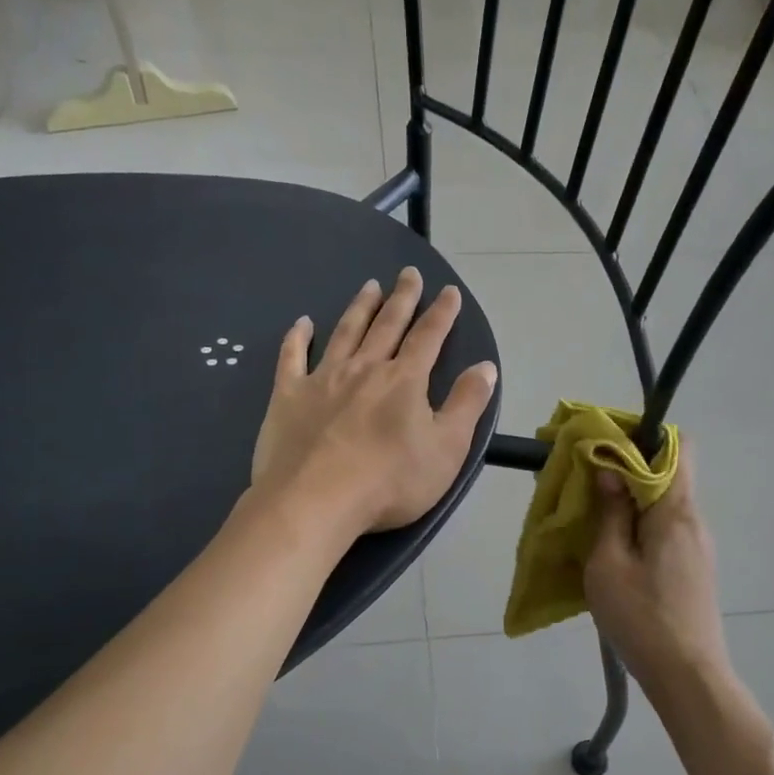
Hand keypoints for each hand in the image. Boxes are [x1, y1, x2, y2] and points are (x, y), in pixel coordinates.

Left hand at [251, 267, 498, 536]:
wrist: (315, 500)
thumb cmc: (390, 481)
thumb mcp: (446, 449)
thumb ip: (467, 405)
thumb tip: (486, 367)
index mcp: (404, 381)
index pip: (428, 338)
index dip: (442, 314)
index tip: (449, 291)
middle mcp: (364, 369)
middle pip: (387, 326)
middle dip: (402, 299)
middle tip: (408, 274)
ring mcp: (323, 379)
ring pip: (345, 333)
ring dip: (359, 308)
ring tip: (369, 286)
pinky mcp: (288, 397)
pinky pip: (292, 357)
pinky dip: (297, 337)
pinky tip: (302, 323)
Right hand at [584, 462, 730, 698]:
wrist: (688, 676)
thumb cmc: (642, 617)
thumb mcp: (609, 564)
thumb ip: (609, 514)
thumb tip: (610, 472)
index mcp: (676, 511)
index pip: (677, 447)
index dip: (642, 439)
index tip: (604, 448)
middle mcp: (694, 521)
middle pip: (668, 474)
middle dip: (628, 470)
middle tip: (588, 483)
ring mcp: (698, 547)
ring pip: (666, 504)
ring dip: (631, 501)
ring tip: (594, 516)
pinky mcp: (694, 569)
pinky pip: (667, 530)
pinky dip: (641, 525)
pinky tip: (615, 548)